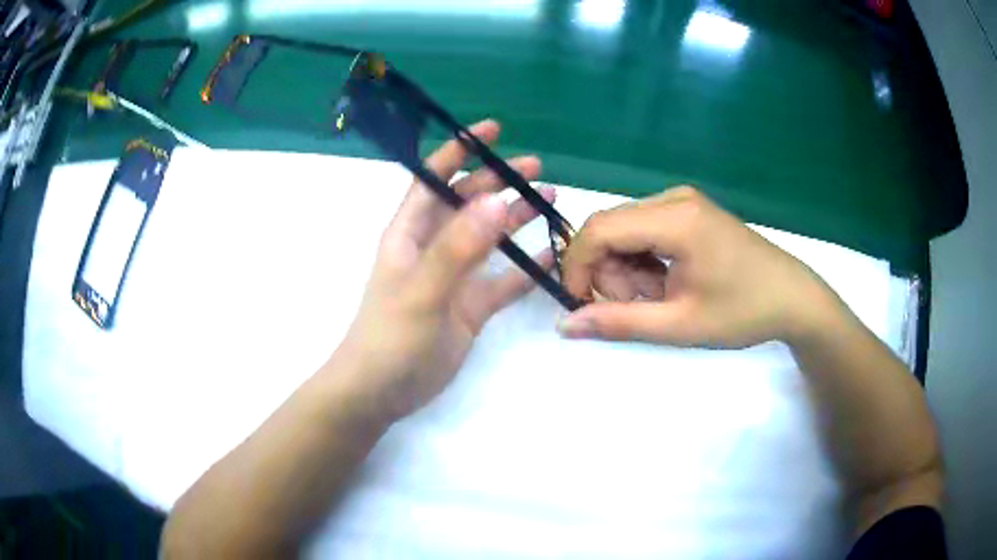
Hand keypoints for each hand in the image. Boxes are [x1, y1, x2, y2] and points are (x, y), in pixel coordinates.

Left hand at [332, 120, 554, 421]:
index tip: (492, 130)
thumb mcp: (422, 288)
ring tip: (550, 201)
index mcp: (410, 233)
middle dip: (499, 181)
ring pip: (489, 238)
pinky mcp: (470, 307)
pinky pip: (503, 280)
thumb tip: (498, 200)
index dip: (460, 151)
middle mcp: (432, 248)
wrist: (381, 391)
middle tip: (537, 170)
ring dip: (516, 218)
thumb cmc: (390, 336)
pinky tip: (551, 255)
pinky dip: (525, 267)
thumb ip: (458, 246)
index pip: (434, 179)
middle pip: (468, 203)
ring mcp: (454, 277)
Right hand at [557, 186, 846, 347]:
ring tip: (659, 300)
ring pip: (626, 230)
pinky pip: (646, 230)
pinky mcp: (691, 211)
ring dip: (627, 269)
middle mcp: (675, 198)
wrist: (794, 299)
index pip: (600, 229)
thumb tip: (565, 324)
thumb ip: (619, 323)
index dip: (578, 267)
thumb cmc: (743, 312)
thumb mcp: (679, 325)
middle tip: (635, 309)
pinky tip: (667, 284)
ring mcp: (684, 201)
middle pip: (611, 228)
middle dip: (607, 272)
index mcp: (676, 219)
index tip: (580, 304)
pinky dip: (644, 261)